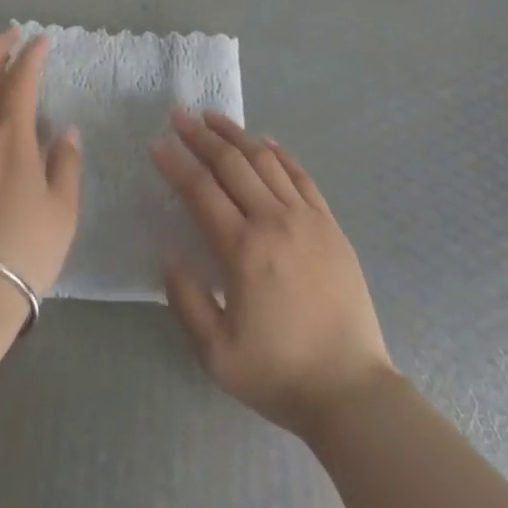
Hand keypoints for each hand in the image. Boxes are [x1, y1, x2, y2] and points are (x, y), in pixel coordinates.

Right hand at [152, 111, 395, 437]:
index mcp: (243, 250)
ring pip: (265, 160)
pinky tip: (264, 142)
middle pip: (231, 163)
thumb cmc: (279, 374)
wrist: (351, 391)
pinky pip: (300, 175)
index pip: (201, 191)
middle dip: (200, 136)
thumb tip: (170, 256)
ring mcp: (306, 218)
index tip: (157, 144)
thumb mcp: (217, 355)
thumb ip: (187, 302)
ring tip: (213, 117)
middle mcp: (273, 221)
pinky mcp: (329, 224)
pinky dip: (279, 153)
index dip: (176, 164)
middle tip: (178, 116)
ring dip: (236, 134)